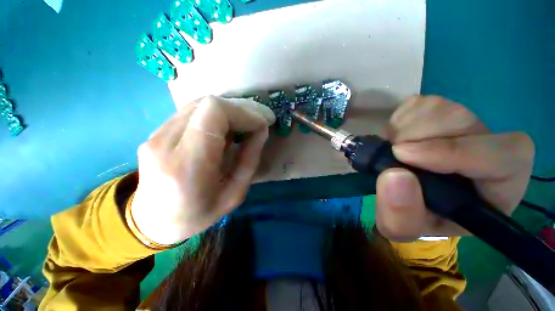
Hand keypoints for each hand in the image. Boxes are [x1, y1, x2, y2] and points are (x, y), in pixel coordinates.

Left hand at [130, 96, 274, 244]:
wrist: (153, 221)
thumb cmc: (198, 214)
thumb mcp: (234, 194)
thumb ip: (249, 159)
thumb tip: (261, 130)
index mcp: (186, 164)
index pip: (214, 112)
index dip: (243, 112)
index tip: (260, 124)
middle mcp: (165, 142)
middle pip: (207, 103)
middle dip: (239, 110)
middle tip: (256, 124)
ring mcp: (156, 134)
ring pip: (200, 105)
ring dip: (228, 113)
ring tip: (243, 128)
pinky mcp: (156, 133)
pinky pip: (192, 113)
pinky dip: (215, 117)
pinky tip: (224, 132)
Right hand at [375, 95, 534, 240]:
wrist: (411, 195)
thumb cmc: (418, 215)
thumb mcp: (404, 227)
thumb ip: (401, 215)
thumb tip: (394, 176)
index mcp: (497, 185)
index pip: (503, 155)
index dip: (454, 151)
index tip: (403, 155)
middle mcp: (487, 146)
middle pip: (460, 120)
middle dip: (415, 137)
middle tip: (392, 154)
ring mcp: (464, 122)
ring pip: (436, 107)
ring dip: (402, 129)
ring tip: (392, 149)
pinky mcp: (439, 110)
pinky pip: (417, 103)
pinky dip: (397, 120)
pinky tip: (395, 138)